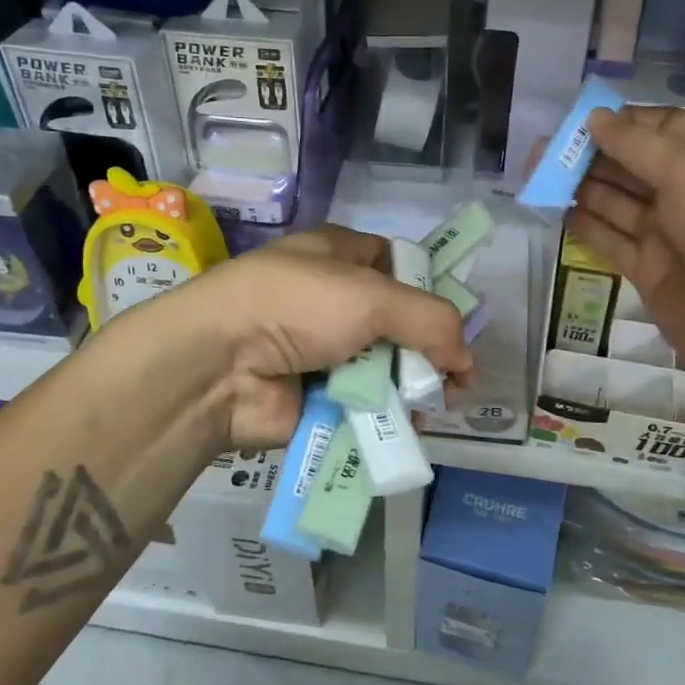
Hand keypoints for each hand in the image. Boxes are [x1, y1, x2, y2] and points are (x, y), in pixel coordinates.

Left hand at [153, 225, 473, 450]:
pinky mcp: (315, 396)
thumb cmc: (297, 306)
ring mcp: (322, 350)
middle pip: (398, 324)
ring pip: (384, 368)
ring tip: (429, 409)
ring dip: (410, 390)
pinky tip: (404, 427)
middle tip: (453, 383)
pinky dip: (385, 416)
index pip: (397, 265)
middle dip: (429, 353)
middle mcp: (331, 299)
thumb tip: (466, 361)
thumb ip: (433, 321)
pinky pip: (363, 405)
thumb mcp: (374, 296)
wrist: (219, 365)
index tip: (455, 326)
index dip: (430, 291)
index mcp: (339, 256)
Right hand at [568, 106, 684, 395]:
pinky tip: (556, 210)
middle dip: (591, 154)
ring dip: (581, 186)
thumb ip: (637, 145)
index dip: (621, 122)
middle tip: (543, 150)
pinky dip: (585, 225)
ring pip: (617, 201)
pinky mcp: (650, 269)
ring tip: (538, 175)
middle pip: (634, 163)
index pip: (662, 127)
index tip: (576, 120)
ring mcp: (670, 232)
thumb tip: (595, 117)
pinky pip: (611, 239)